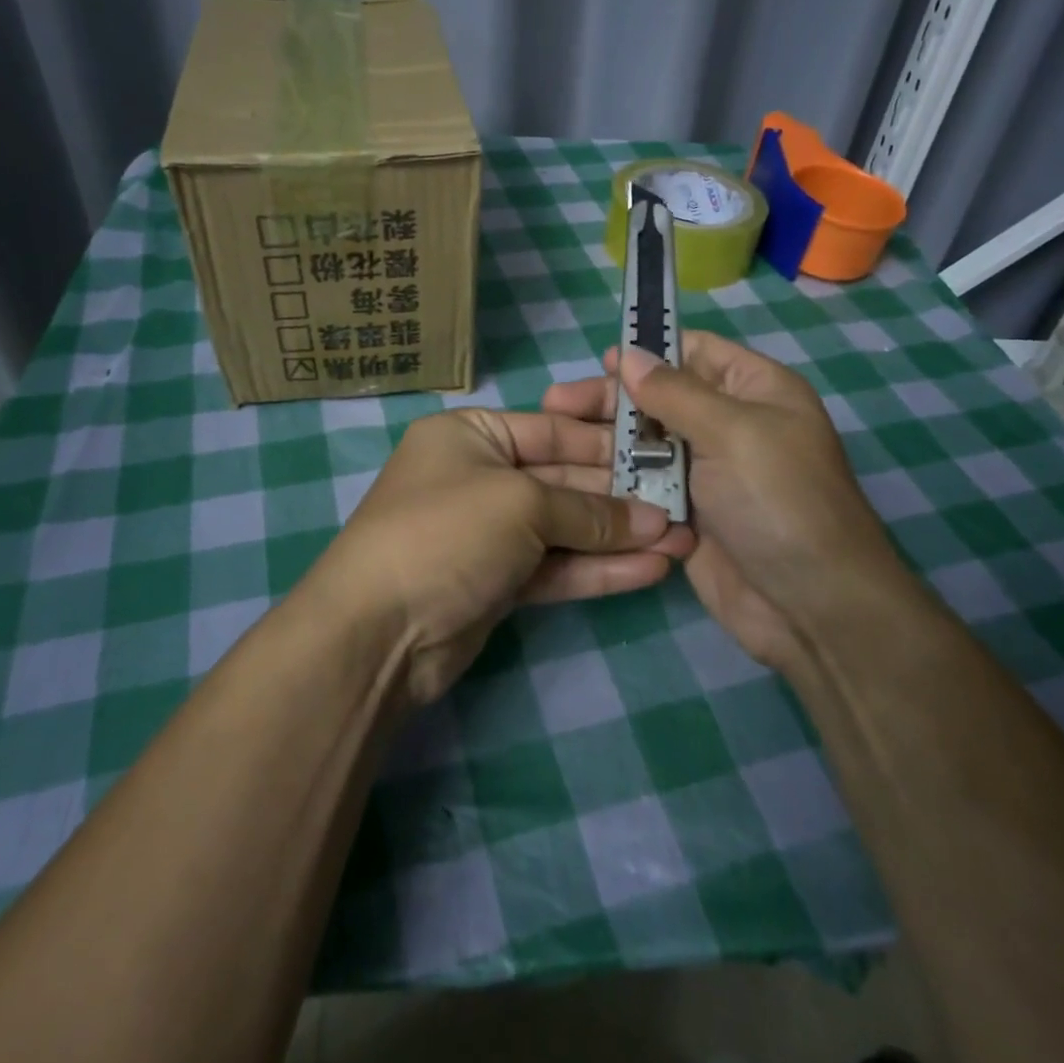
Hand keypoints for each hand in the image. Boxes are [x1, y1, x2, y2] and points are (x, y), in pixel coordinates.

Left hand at [303, 409, 694, 705]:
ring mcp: (488, 533)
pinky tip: (651, 569)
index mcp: (471, 435)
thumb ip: (588, 511)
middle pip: (564, 480)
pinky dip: (598, 568)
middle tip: (685, 504)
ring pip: (565, 528)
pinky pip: (555, 567)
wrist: (378, 632)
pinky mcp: (497, 582)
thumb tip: (654, 522)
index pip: (554, 430)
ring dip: (620, 536)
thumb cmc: (447, 532)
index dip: (609, 444)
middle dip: (622, 496)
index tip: (664, 453)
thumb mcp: (521, 504)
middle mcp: (479, 476)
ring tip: (684, 541)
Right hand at [542, 331, 916, 670]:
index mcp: (755, 390)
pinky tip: (572, 474)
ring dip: (605, 438)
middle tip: (556, 401)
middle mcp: (729, 424)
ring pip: (646, 442)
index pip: (696, 352)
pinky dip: (615, 477)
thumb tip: (629, 354)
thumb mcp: (732, 432)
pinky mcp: (684, 512)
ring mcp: (705, 471)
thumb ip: (674, 392)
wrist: (810, 606)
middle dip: (613, 398)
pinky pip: (644, 484)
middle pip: (661, 397)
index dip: (650, 351)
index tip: (602, 361)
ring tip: (554, 433)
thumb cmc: (779, 500)